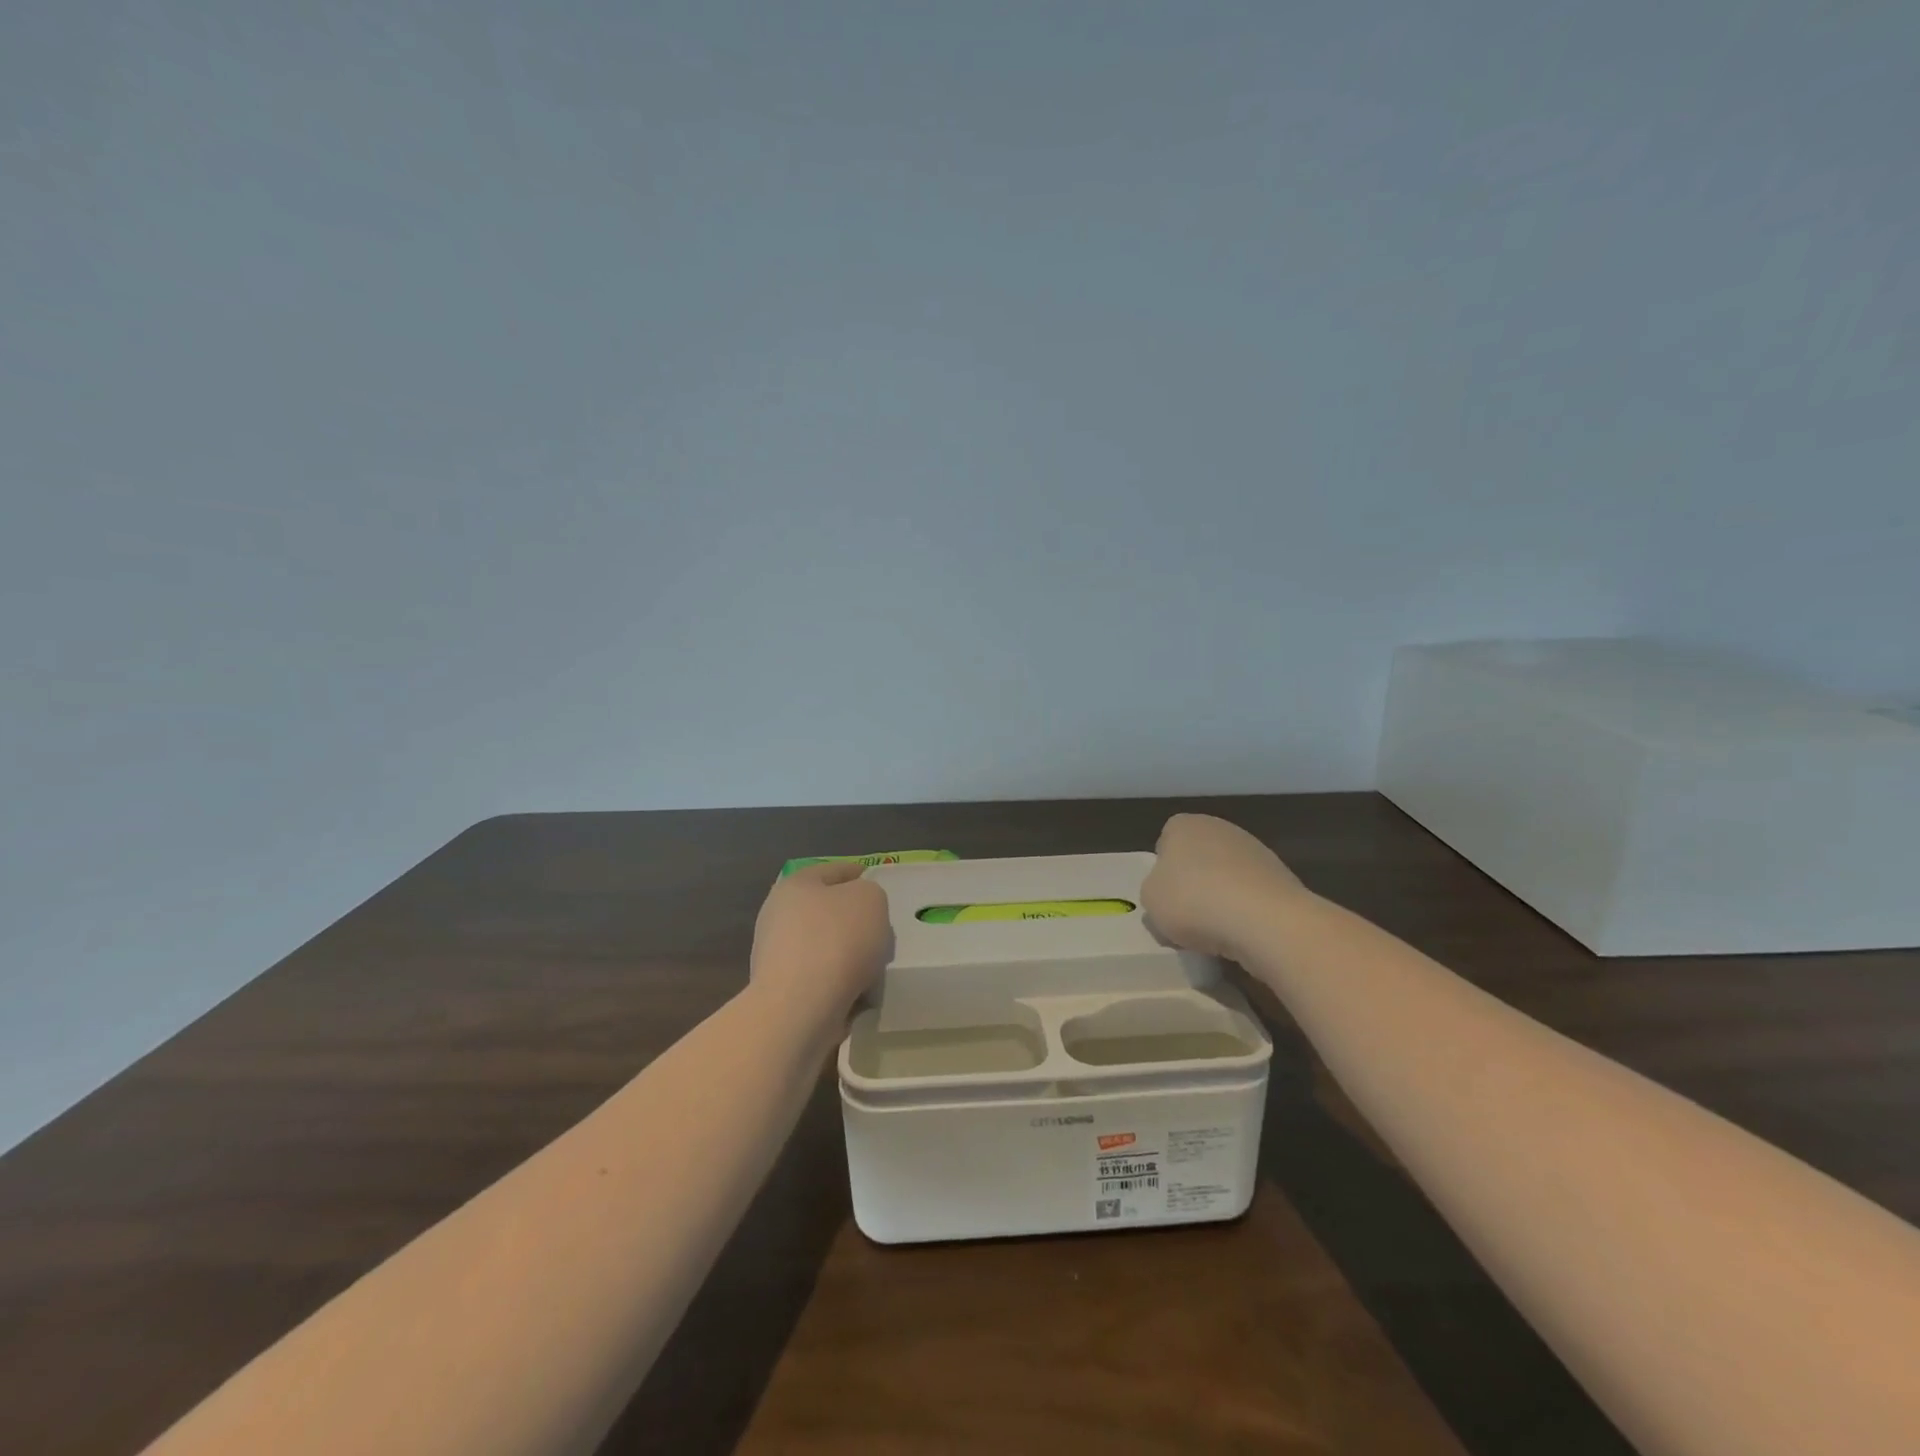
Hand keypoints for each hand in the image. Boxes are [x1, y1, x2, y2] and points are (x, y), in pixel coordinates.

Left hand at [749, 862, 893, 1019]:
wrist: (799, 1009)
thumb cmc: (837, 941)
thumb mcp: (871, 899)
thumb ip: (870, 894)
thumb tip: (859, 909)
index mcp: (795, 885)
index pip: (834, 870)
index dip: (859, 873)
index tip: (878, 885)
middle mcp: (778, 916)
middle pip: (826, 910)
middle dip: (853, 919)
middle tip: (881, 929)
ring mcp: (776, 956)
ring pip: (824, 946)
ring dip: (847, 954)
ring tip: (875, 967)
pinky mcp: (781, 992)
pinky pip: (821, 979)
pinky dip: (839, 982)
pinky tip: (860, 992)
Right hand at [1142, 813, 1308, 959]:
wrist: (1265, 921)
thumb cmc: (1194, 901)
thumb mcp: (1150, 901)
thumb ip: (1154, 891)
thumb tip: (1169, 894)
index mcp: (1184, 825)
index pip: (1166, 842)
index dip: (1162, 870)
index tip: (1164, 897)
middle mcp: (1221, 828)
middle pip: (1198, 859)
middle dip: (1194, 883)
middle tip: (1186, 917)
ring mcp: (1256, 851)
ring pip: (1227, 878)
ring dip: (1221, 899)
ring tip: (1216, 933)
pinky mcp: (1282, 878)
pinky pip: (1251, 896)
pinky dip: (1246, 912)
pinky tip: (1242, 933)